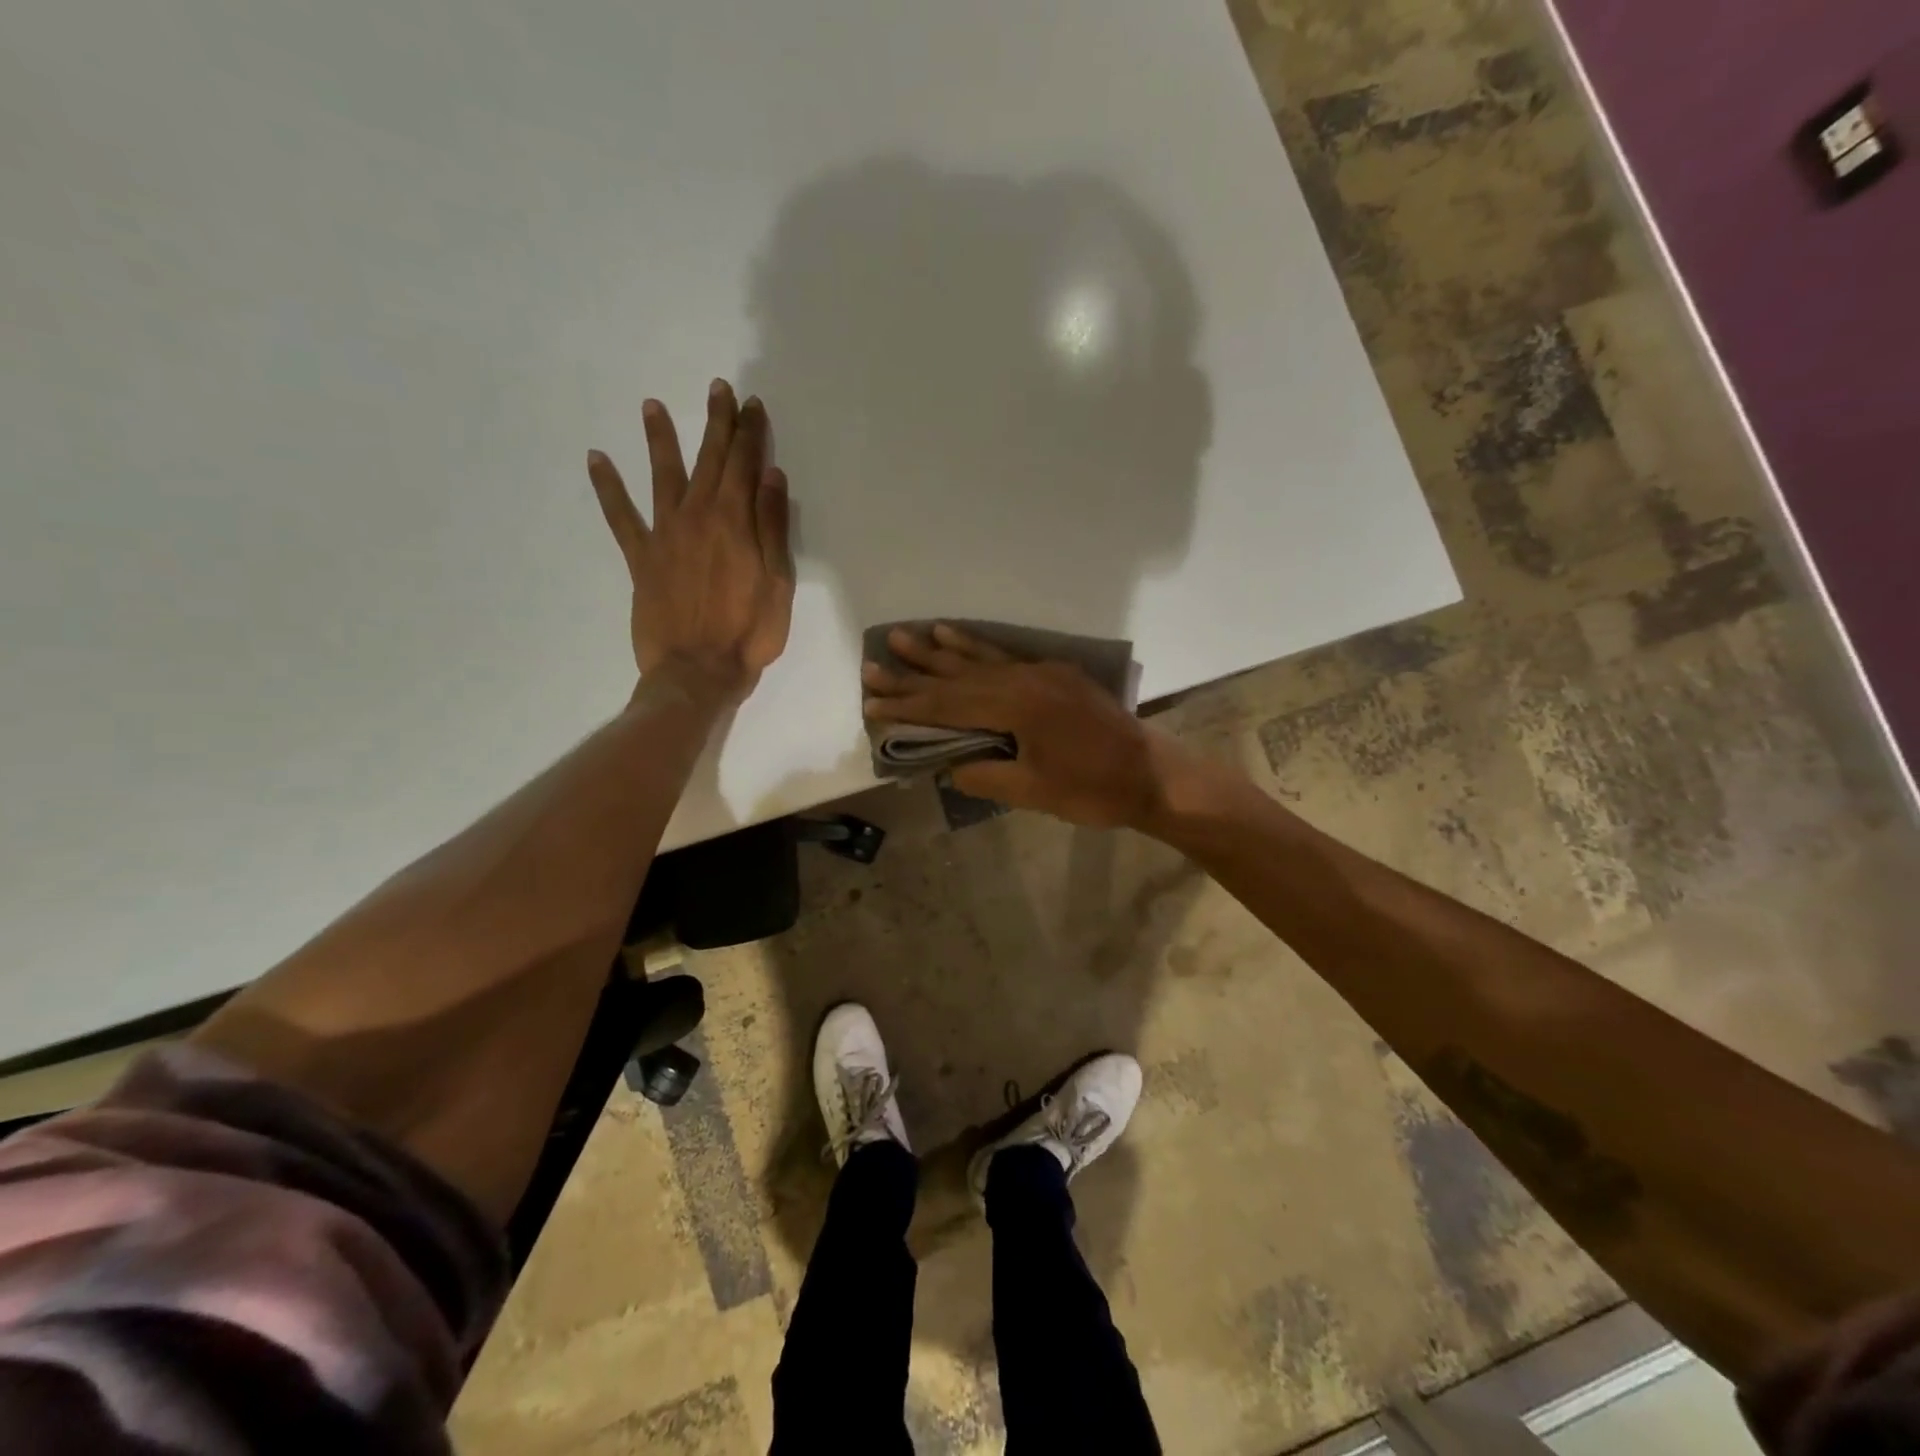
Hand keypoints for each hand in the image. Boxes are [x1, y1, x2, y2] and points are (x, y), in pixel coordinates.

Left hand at [588, 379, 793, 699]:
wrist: (698, 671)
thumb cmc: (749, 632)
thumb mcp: (777, 582)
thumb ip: (773, 527)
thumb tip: (771, 475)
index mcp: (735, 521)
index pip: (744, 465)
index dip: (750, 433)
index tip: (753, 405)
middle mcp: (697, 516)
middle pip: (708, 460)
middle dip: (716, 423)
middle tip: (718, 389)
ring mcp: (665, 534)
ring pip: (663, 475)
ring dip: (660, 439)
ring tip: (652, 405)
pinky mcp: (641, 557)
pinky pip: (621, 516)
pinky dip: (608, 488)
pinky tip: (596, 459)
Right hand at [861, 623, 1180, 827]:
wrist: (1152, 775)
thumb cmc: (1094, 790)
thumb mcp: (1034, 792)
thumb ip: (985, 774)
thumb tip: (948, 765)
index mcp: (1018, 707)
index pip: (950, 705)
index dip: (909, 705)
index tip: (872, 702)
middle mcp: (1025, 680)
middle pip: (958, 677)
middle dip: (913, 674)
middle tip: (872, 663)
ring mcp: (1041, 672)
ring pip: (980, 660)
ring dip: (940, 651)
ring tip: (905, 636)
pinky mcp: (1054, 674)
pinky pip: (1006, 656)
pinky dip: (978, 647)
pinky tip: (957, 636)